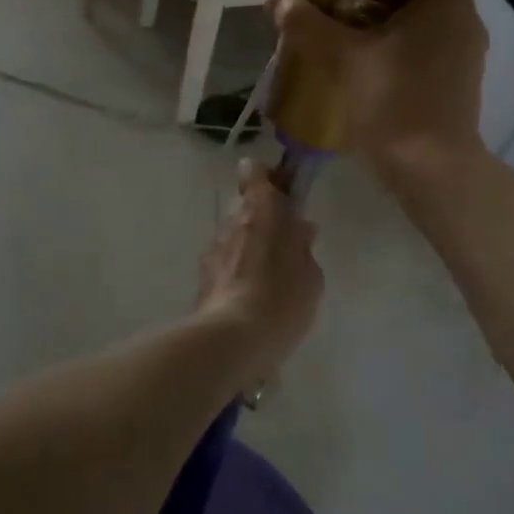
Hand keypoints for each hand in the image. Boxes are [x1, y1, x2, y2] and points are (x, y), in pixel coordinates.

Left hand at [196, 159, 321, 380]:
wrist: (232, 339)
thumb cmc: (282, 298)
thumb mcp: (310, 274)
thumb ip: (304, 247)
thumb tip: (301, 229)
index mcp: (262, 210)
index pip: (255, 173)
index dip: (267, 178)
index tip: (282, 192)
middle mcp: (233, 222)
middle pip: (246, 208)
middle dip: (263, 221)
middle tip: (285, 244)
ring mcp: (213, 250)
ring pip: (234, 238)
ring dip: (249, 249)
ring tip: (269, 279)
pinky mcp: (202, 279)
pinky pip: (224, 266)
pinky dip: (236, 274)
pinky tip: (251, 299)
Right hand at [269, 0, 491, 184]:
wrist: (433, 172)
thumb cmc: (396, 102)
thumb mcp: (344, 60)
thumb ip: (308, 25)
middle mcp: (466, 18)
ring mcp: (467, 52)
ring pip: (438, 10)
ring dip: (404, 4)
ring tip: (358, 10)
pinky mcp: (459, 80)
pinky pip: (435, 41)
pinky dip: (409, 37)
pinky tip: (373, 54)